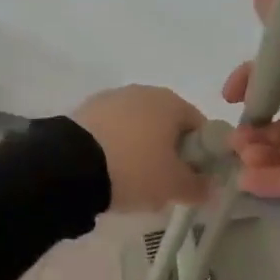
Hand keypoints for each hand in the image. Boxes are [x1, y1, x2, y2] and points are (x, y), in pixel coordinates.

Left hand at [72, 85, 211, 211]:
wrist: (70, 165)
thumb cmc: (135, 169)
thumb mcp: (174, 186)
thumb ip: (198, 186)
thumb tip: (208, 187)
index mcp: (172, 102)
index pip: (200, 127)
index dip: (201, 155)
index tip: (192, 180)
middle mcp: (144, 91)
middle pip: (167, 125)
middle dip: (169, 153)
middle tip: (163, 184)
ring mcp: (112, 98)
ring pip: (138, 127)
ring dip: (141, 150)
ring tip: (132, 182)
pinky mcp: (85, 110)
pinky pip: (112, 131)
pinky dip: (115, 147)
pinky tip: (108, 171)